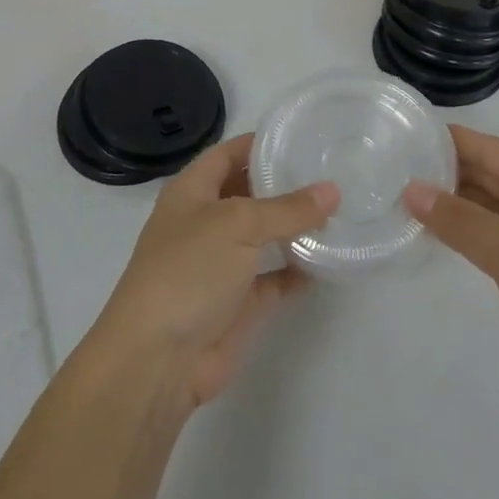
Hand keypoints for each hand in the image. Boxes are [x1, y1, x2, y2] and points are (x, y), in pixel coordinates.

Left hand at [93, 133, 337, 411]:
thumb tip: (333, 190)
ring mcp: (220, 266)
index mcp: (191, 194)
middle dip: (284, 185)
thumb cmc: (188, 271)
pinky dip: (298, 271)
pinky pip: (274, 279)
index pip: (227, 154)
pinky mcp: (238, 304)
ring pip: (263, 237)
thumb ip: (287, 208)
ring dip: (295, 227)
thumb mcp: (237, 225)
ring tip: (340, 210)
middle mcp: (205, 224)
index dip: (259, 144)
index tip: (302, 137)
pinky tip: (330, 260)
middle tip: (332, 172)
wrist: (157, 360)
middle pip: (248, 194)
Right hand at [404, 126, 498, 419]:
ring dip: (443, 201)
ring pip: (479, 204)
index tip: (394, 137)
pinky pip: (484, 235)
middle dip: (436, 169)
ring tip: (393, 197)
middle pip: (479, 171)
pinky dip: (456, 230)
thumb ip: (460, 219)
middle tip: (383, 170)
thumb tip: (410, 190)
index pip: (481, 146)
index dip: (440, 139)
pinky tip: (425, 234)